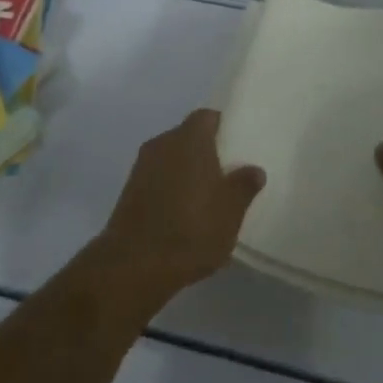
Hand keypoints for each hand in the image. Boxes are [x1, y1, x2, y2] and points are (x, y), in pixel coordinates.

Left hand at [92, 110, 264, 314]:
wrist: (135, 265)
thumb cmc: (192, 229)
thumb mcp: (231, 211)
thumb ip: (244, 186)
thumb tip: (254, 170)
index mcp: (189, 139)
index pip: (207, 117)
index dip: (222, 127)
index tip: (236, 144)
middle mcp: (162, 143)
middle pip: (187, 137)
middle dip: (204, 152)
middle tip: (225, 173)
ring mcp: (141, 167)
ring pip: (170, 159)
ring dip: (185, 172)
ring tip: (205, 197)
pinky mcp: (128, 192)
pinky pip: (156, 179)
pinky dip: (169, 189)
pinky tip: (181, 214)